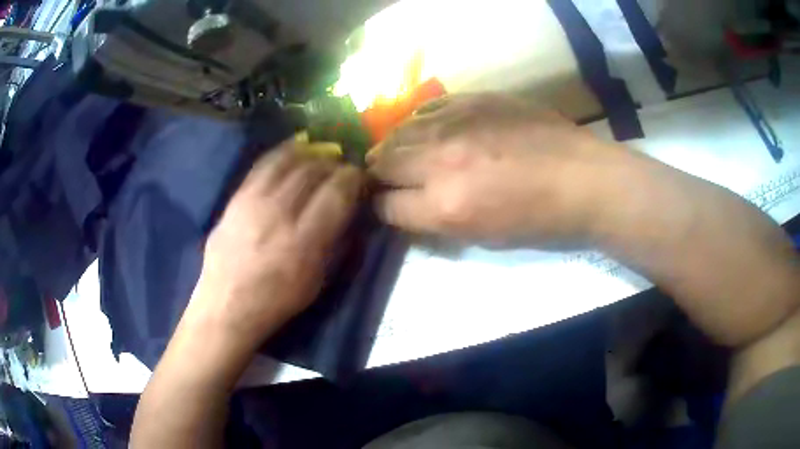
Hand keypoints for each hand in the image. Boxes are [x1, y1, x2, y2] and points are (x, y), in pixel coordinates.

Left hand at [187, 140, 362, 350]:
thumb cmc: (277, 300)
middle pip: (313, 171)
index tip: (360, 177)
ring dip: (310, 155)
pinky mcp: (236, 197)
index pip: (337, 192)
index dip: (354, 178)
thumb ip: (336, 241)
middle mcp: (279, 213)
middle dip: (334, 164)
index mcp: (304, 241)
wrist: (227, 304)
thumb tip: (350, 209)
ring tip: (320, 157)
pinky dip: (283, 153)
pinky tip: (293, 151)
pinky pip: (263, 164)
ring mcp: (253, 201)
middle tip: (342, 167)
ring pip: (288, 161)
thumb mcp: (318, 280)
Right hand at [368, 93, 622, 246]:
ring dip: (393, 147)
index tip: (386, 206)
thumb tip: (405, 207)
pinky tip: (428, 131)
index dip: (381, 208)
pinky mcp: (472, 100)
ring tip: (402, 154)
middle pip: (383, 163)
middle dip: (379, 175)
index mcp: (445, 206)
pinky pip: (427, 109)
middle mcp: (440, 161)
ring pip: (398, 132)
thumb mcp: (483, 237)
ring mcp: (456, 124)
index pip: (385, 206)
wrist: (583, 179)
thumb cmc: (539, 221)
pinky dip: (419, 123)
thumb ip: (436, 221)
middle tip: (386, 179)